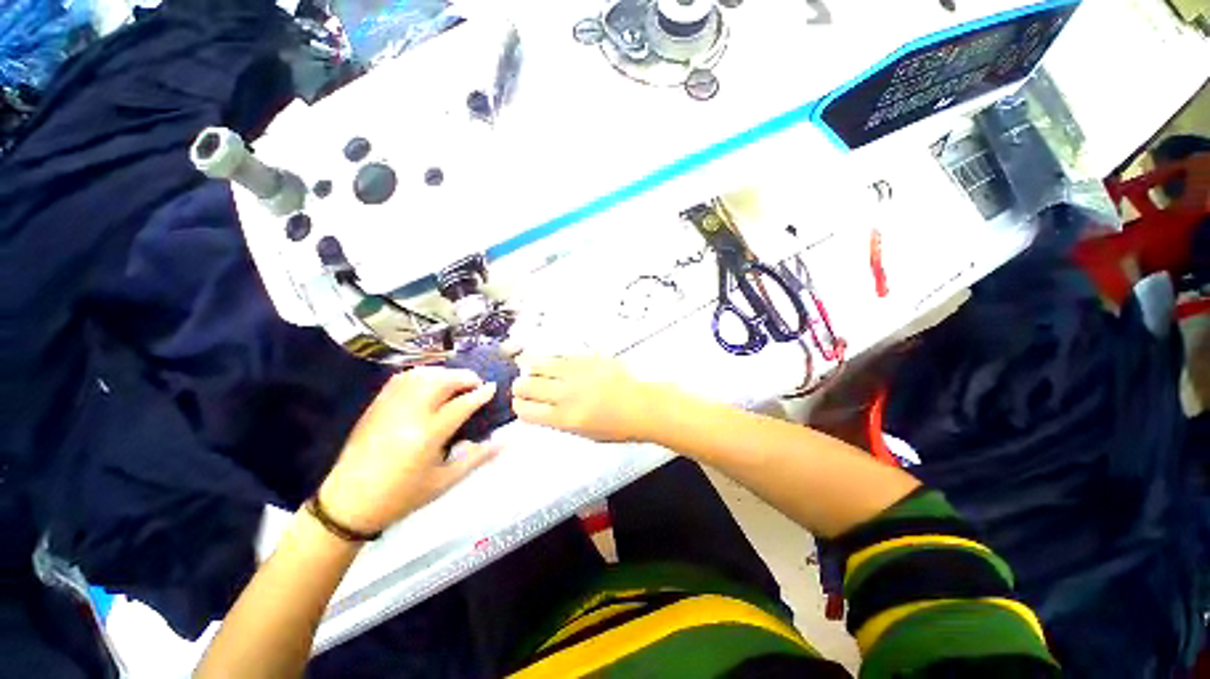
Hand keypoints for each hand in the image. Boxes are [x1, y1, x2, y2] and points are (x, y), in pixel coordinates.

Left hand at [318, 368, 499, 534]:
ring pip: (422, 375)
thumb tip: (505, 441)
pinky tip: (430, 381)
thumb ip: (477, 458)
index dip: (480, 394)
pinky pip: (402, 378)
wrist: (348, 502)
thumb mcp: (445, 481)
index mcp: (427, 436)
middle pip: (441, 381)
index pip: (461, 404)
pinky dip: (422, 374)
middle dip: (464, 377)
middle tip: (476, 384)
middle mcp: (409, 414)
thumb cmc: (402, 496)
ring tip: (456, 381)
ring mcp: (390, 406)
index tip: (493, 388)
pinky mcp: (376, 405)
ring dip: (445, 372)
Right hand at [512, 355, 662, 442]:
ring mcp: (576, 372)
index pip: (526, 410)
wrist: (642, 406)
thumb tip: (539, 408)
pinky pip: (559, 354)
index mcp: (564, 418)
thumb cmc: (617, 426)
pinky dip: (551, 359)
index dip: (519, 406)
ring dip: (531, 368)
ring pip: (538, 364)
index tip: (520, 404)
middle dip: (520, 387)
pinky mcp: (586, 357)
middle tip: (522, 387)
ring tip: (531, 370)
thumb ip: (558, 420)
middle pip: (526, 385)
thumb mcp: (583, 433)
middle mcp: (566, 394)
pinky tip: (551, 362)